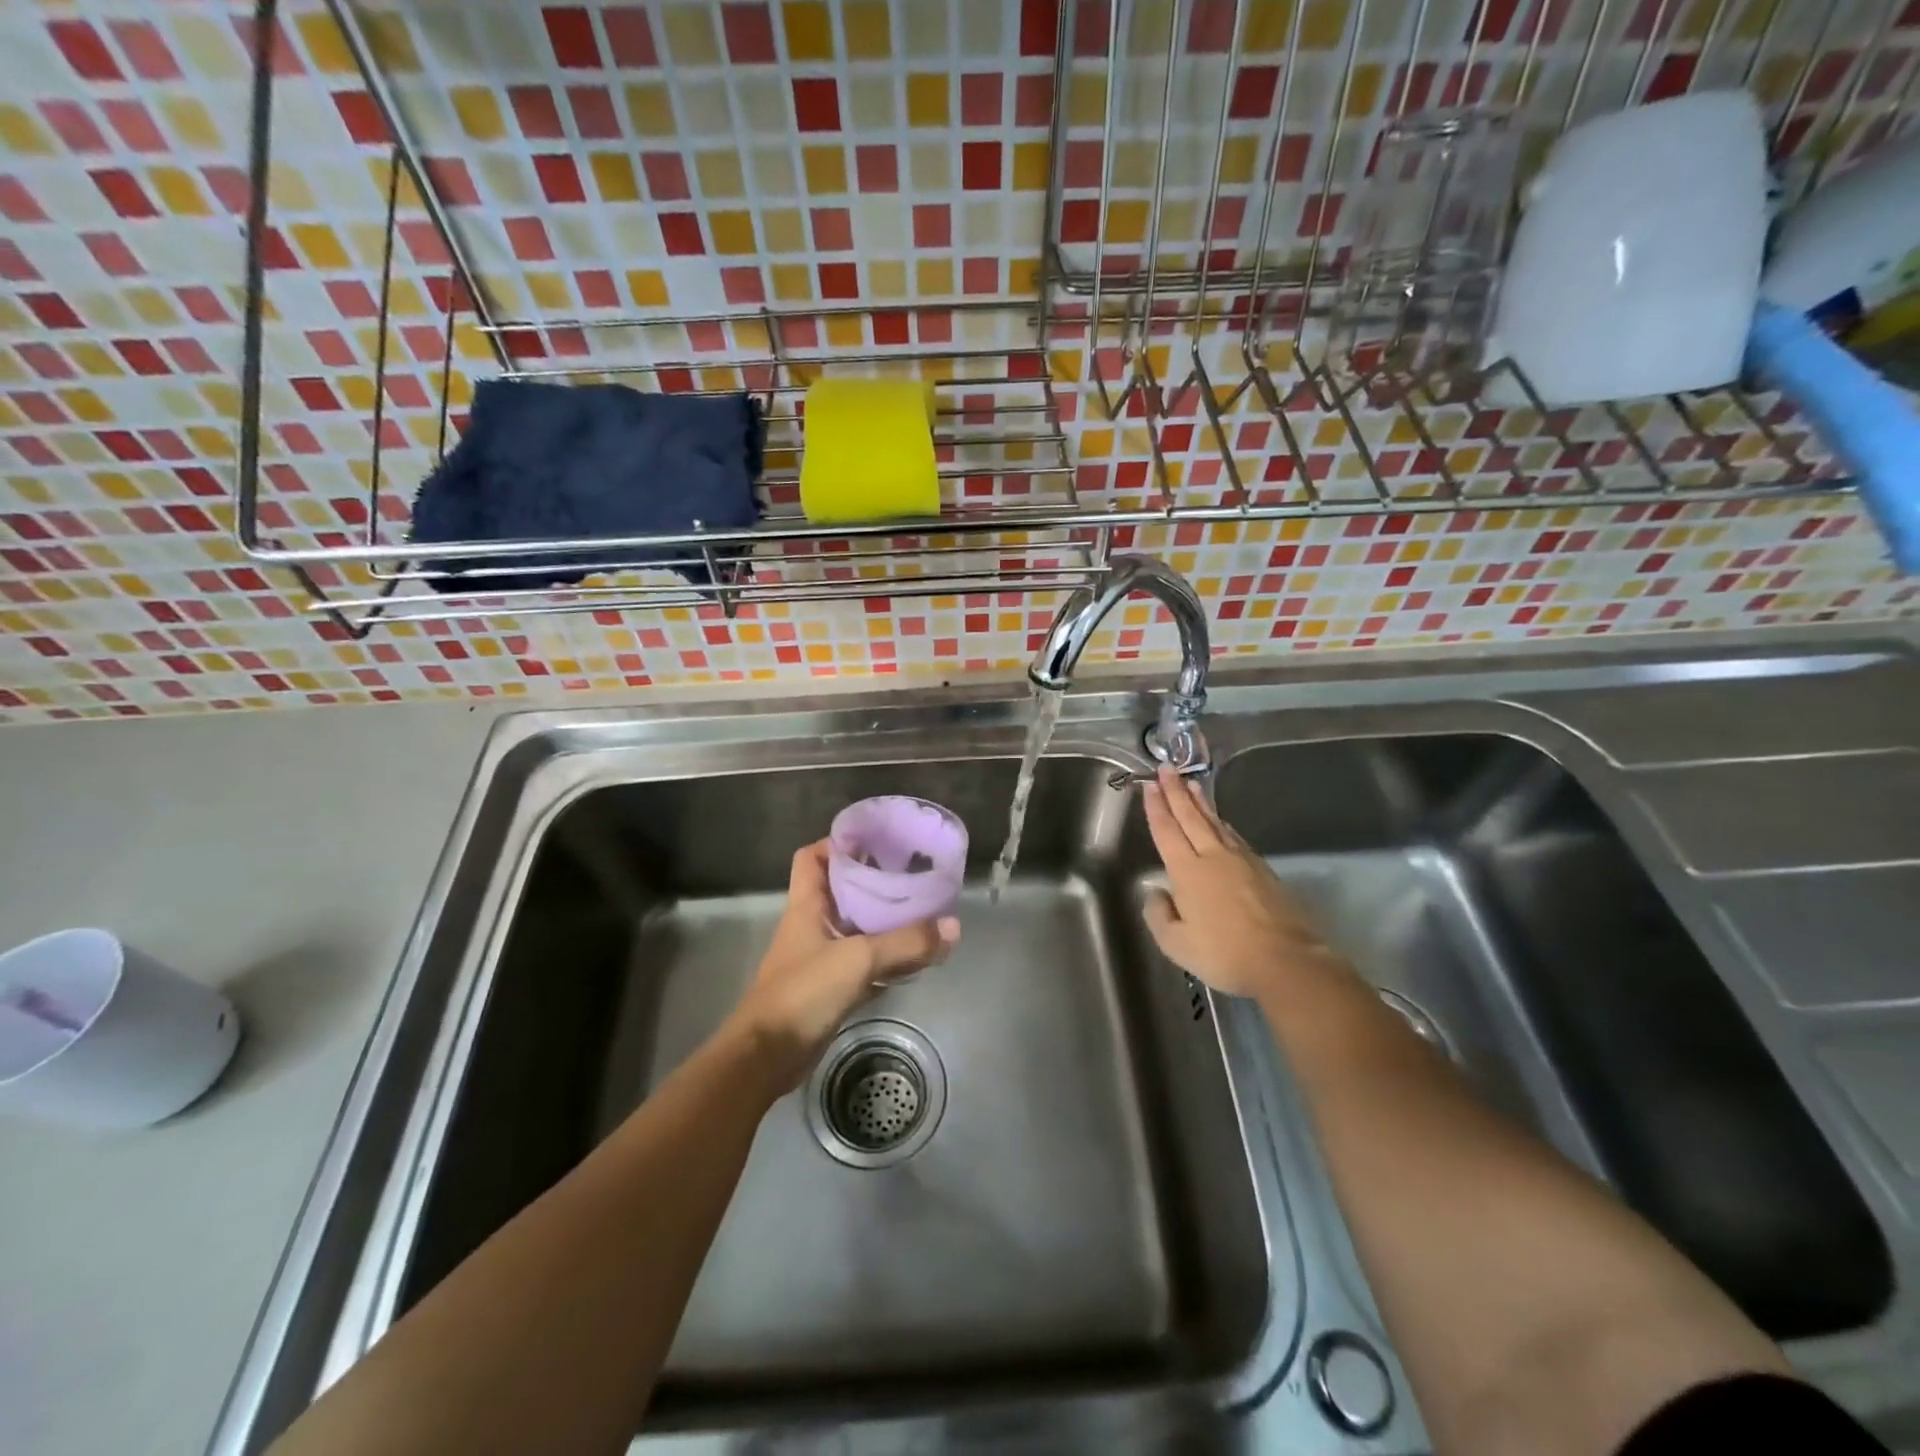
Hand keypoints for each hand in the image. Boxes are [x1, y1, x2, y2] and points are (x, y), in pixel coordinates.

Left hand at [724, 840, 959, 1094]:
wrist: (767, 1056)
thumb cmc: (803, 993)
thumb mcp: (857, 960)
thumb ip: (905, 943)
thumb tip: (952, 927)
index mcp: (806, 905)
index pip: (813, 857)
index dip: (839, 843)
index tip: (877, 840)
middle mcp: (812, 925)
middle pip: (842, 889)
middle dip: (875, 879)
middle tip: (913, 873)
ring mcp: (820, 957)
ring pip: (855, 926)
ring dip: (884, 918)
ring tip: (921, 908)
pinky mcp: (830, 986)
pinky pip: (863, 961)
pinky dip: (885, 956)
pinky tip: (913, 955)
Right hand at [1141, 765, 1337, 999]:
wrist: (1285, 960)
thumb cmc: (1224, 954)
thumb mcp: (1176, 944)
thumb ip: (1159, 915)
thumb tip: (1156, 892)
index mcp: (1187, 871)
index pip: (1167, 831)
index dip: (1156, 807)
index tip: (1150, 785)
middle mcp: (1213, 857)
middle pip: (1191, 817)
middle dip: (1176, 792)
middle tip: (1167, 769)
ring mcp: (1241, 861)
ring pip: (1215, 822)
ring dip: (1200, 802)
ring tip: (1191, 785)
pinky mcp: (1263, 870)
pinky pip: (1234, 836)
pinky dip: (1222, 823)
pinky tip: (1220, 821)